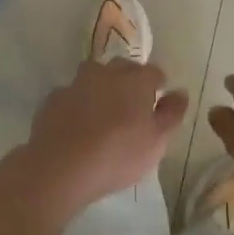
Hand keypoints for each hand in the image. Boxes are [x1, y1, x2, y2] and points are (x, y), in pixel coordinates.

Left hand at [17, 60, 189, 216]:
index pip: (154, 72)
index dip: (158, 84)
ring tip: (103, 112)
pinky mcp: (53, 99)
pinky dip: (78, 103)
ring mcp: (76, 83)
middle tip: (132, 105)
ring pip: (94, 76)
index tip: (158, 101)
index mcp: (136, 80)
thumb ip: (171, 114)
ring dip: (101, 87)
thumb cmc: (117, 154)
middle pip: (123, 67)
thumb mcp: (156, 141)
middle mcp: (106, 73)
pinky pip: (72, 95)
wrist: (60, 166)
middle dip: (130, 80)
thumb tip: (180, 92)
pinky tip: (77, 124)